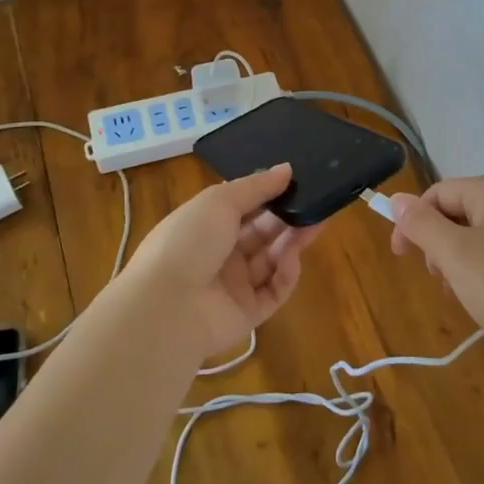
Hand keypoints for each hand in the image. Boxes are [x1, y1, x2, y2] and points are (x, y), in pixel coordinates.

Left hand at [122, 164, 324, 358]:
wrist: (167, 306)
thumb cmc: (188, 241)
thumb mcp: (220, 201)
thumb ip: (256, 186)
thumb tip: (287, 169)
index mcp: (206, 225)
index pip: (242, 207)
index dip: (268, 194)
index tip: (296, 180)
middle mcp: (220, 254)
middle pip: (261, 233)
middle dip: (287, 216)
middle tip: (316, 201)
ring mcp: (234, 286)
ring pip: (272, 260)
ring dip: (292, 241)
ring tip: (316, 222)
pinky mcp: (248, 314)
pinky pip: (274, 291)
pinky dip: (286, 274)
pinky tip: (292, 258)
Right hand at [390, 176, 483, 384]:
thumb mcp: (455, 256)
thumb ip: (421, 224)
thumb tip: (396, 198)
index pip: (436, 194)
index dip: (413, 223)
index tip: (401, 259)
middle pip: (455, 212)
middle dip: (437, 245)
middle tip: (439, 280)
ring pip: (474, 236)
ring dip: (457, 262)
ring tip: (462, 294)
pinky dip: (480, 271)